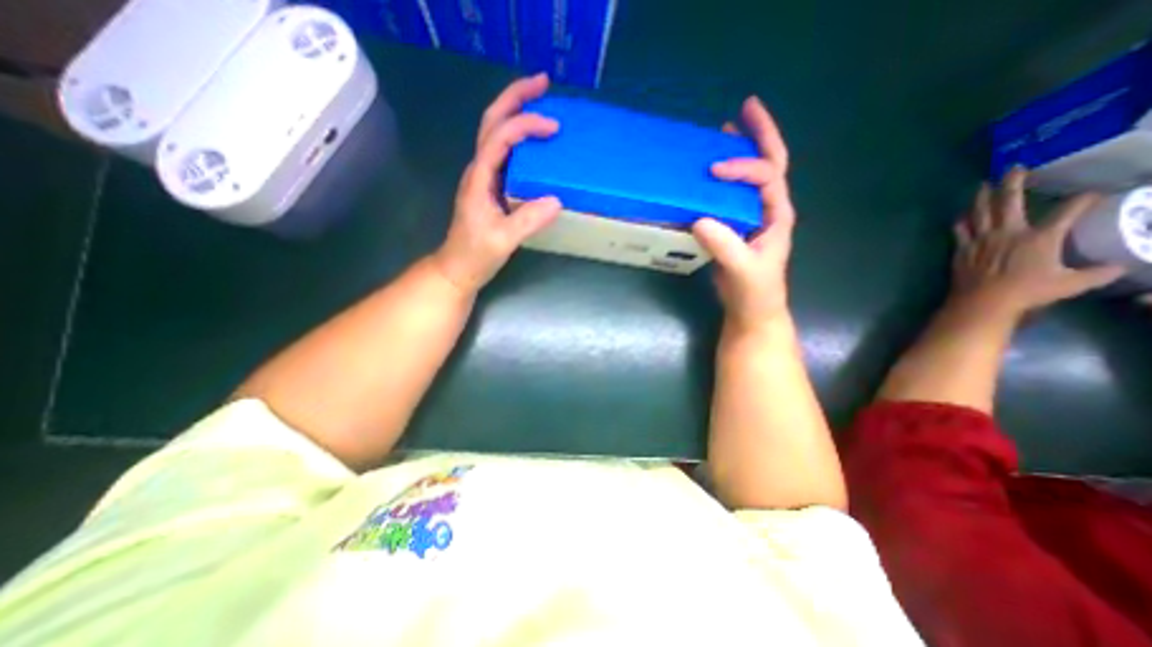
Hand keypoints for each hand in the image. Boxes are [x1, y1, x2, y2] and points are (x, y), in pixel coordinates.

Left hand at [429, 73, 565, 291]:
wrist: (458, 268)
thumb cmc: (475, 254)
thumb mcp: (502, 241)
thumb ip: (527, 221)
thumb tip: (557, 200)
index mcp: (479, 178)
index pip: (499, 138)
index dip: (525, 125)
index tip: (553, 128)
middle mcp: (480, 170)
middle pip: (491, 121)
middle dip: (515, 97)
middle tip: (543, 83)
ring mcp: (485, 177)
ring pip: (496, 133)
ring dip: (516, 112)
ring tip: (542, 102)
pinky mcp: (492, 187)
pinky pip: (506, 153)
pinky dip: (521, 138)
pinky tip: (536, 142)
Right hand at [688, 96, 797, 332]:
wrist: (752, 311)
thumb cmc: (756, 293)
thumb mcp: (744, 271)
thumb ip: (726, 247)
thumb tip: (699, 219)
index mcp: (777, 215)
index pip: (767, 177)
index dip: (743, 167)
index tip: (713, 170)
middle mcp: (768, 209)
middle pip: (770, 163)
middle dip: (759, 135)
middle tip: (745, 109)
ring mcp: (752, 217)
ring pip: (751, 176)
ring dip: (740, 151)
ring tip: (724, 131)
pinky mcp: (735, 227)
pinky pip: (731, 195)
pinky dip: (722, 179)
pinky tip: (707, 175)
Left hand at [956, 166, 1125, 317]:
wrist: (982, 301)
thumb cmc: (1027, 292)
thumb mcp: (1072, 284)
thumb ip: (1097, 273)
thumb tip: (1120, 266)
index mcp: (1041, 237)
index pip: (1068, 211)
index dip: (1084, 199)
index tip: (1094, 193)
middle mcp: (1009, 232)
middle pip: (1010, 201)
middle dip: (1013, 182)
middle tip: (1013, 167)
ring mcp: (981, 240)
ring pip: (980, 212)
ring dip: (981, 197)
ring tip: (982, 185)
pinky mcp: (962, 249)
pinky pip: (959, 231)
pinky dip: (961, 222)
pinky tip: (961, 216)